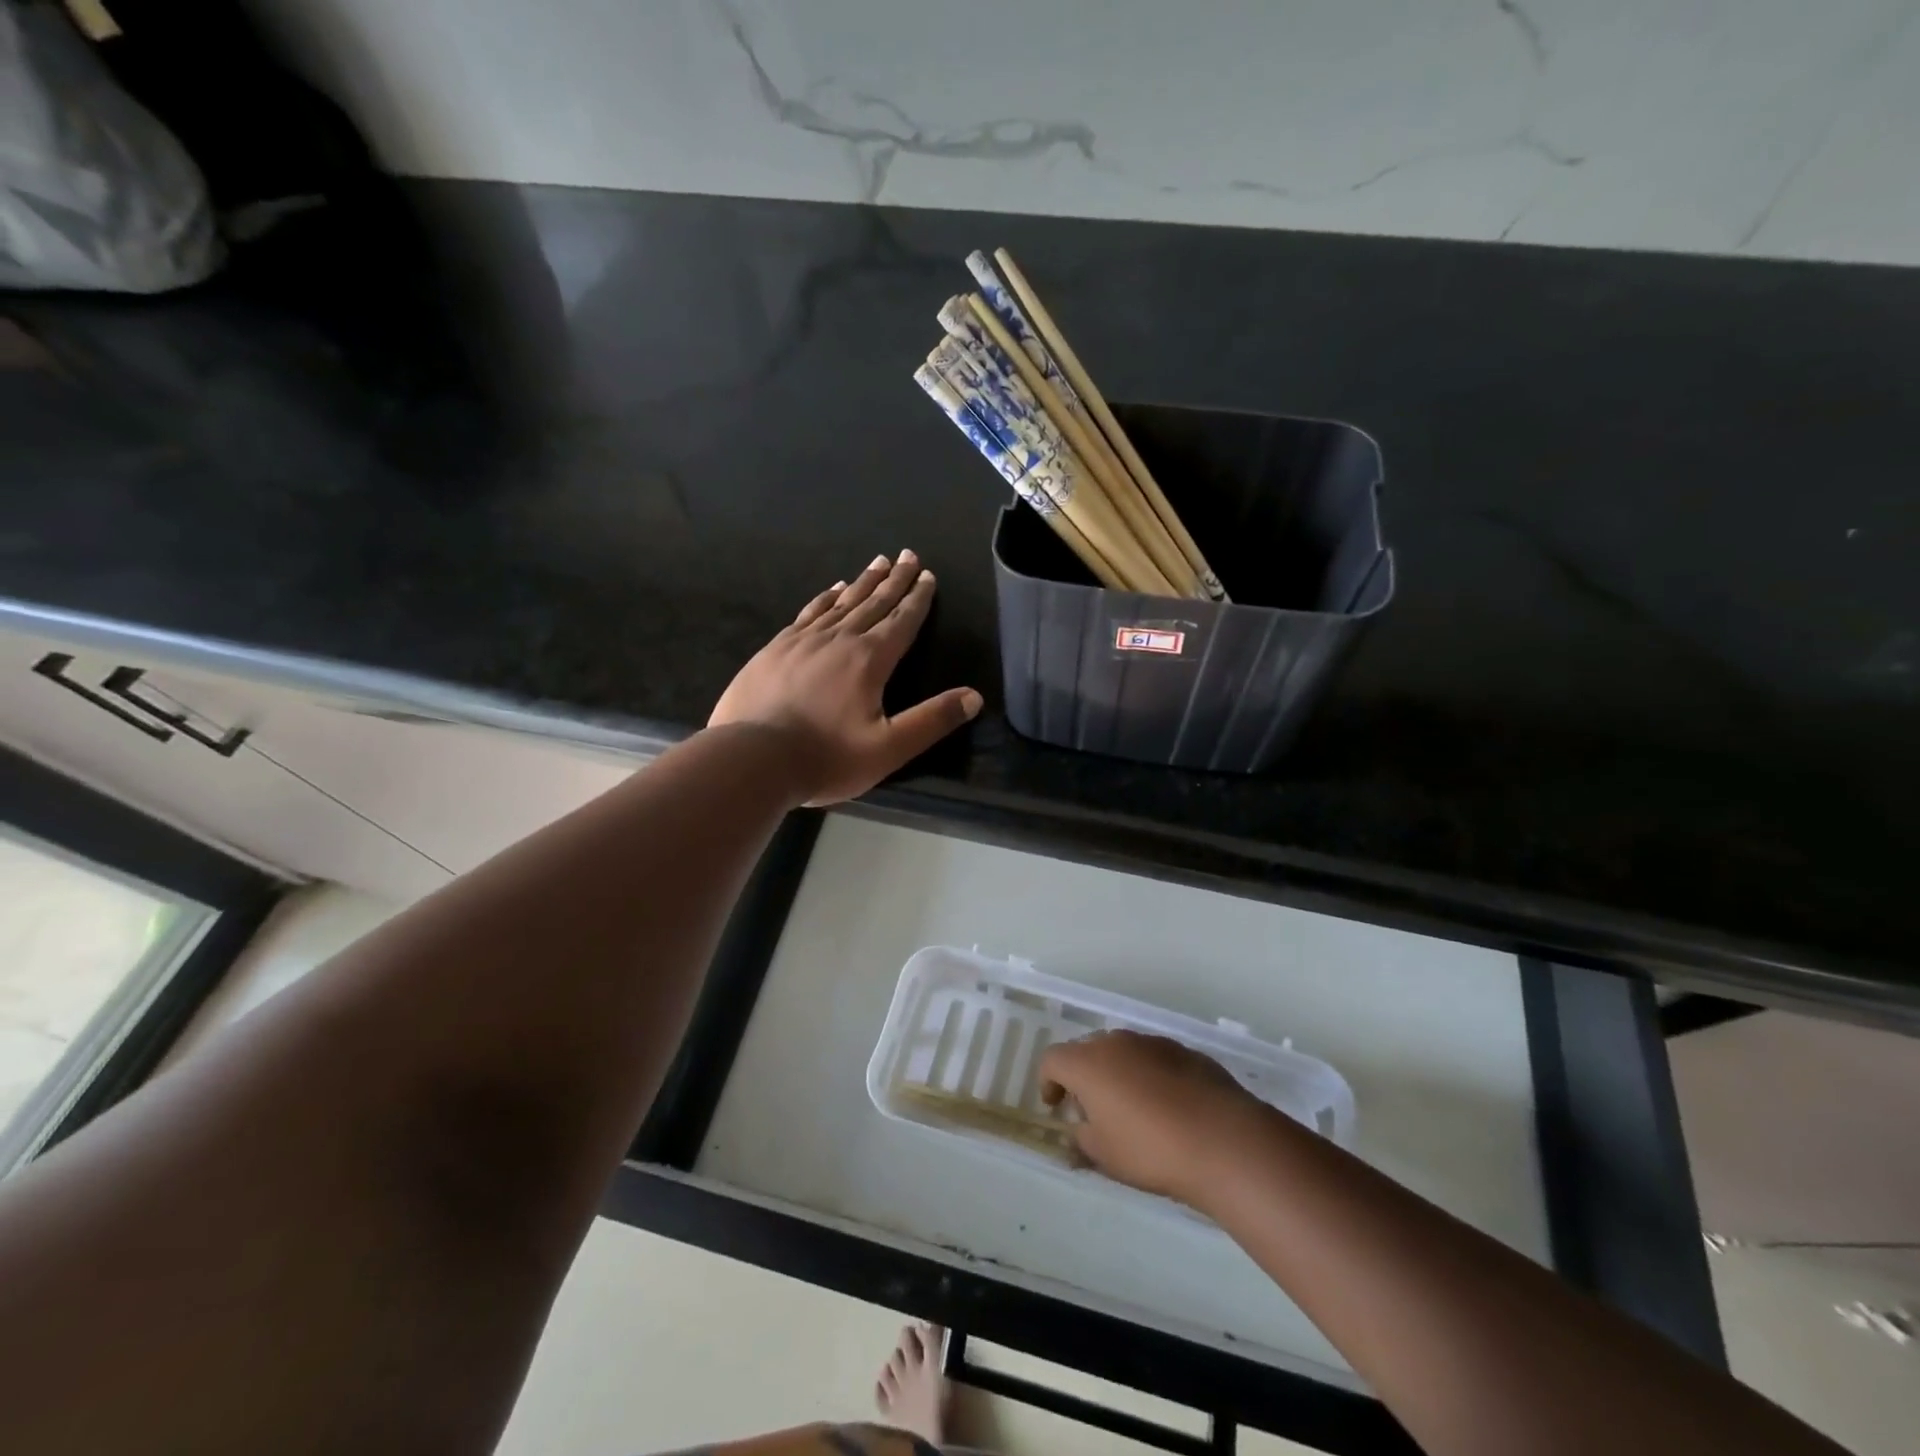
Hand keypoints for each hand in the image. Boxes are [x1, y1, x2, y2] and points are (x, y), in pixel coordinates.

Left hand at [709, 551, 982, 805]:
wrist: (752, 759)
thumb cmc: (826, 758)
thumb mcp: (889, 748)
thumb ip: (932, 721)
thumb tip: (974, 697)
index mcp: (869, 660)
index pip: (901, 622)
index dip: (917, 599)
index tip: (927, 575)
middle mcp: (838, 640)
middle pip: (873, 603)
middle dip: (894, 581)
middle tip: (908, 555)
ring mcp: (802, 641)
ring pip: (841, 603)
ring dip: (862, 583)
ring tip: (877, 563)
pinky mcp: (775, 649)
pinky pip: (808, 613)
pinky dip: (825, 599)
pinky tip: (831, 591)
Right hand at [1040, 1030, 1271, 1206]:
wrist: (1223, 1139)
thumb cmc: (1150, 1149)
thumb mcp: (1105, 1156)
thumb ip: (1082, 1140)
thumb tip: (1078, 1134)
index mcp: (1088, 1062)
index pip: (1052, 1059)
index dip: (1048, 1082)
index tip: (1056, 1107)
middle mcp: (1116, 1042)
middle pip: (1087, 1050)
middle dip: (1083, 1076)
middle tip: (1092, 1110)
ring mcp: (1153, 1042)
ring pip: (1123, 1052)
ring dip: (1118, 1074)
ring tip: (1132, 1110)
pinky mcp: (1185, 1051)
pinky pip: (1154, 1059)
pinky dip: (1149, 1076)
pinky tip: (1167, 1108)